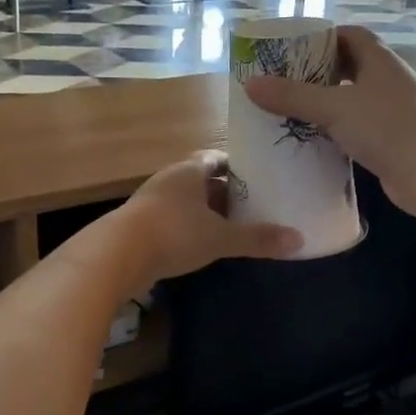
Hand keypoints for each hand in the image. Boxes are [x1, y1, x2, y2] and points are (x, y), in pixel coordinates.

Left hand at [114, 151, 301, 288]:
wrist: (116, 256)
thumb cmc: (174, 234)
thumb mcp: (221, 237)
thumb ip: (257, 238)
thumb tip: (299, 240)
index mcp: (188, 171)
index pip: (216, 158)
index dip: (237, 166)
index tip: (259, 176)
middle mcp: (169, 180)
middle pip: (202, 180)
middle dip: (225, 192)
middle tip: (253, 205)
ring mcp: (151, 203)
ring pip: (186, 203)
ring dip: (206, 213)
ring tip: (233, 227)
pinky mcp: (140, 227)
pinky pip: (173, 222)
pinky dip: (190, 229)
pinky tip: (204, 246)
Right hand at [243, 27, 415, 219]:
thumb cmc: (387, 128)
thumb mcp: (334, 108)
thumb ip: (292, 96)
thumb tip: (250, 84)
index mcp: (379, 61)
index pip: (351, 36)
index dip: (323, 37)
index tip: (293, 48)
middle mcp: (387, 81)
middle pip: (349, 67)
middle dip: (318, 73)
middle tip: (283, 82)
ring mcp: (391, 112)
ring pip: (352, 100)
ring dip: (325, 104)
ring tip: (290, 111)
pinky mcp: (390, 141)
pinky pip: (356, 128)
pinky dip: (335, 131)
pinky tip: (312, 142)